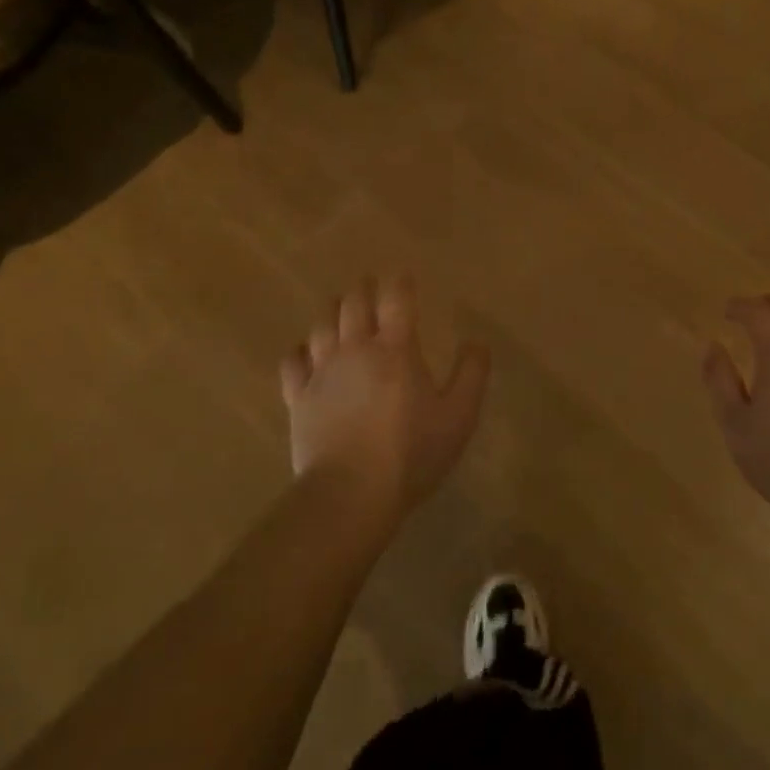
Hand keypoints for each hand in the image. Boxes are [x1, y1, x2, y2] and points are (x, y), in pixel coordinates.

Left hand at [280, 277, 490, 525]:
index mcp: (396, 349)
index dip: (399, 283)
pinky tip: (305, 352)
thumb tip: (476, 342)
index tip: (403, 276)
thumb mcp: (459, 416)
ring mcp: (322, 372)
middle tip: (369, 285)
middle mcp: (356, 349)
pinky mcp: (299, 398)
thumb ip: (472, 374)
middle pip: (354, 304)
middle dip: (363, 289)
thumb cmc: (411, 452)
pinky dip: (300, 350)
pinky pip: (292, 362)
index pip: (396, 299)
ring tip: (339, 308)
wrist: (352, 492)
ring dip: (333, 311)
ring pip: (322, 325)